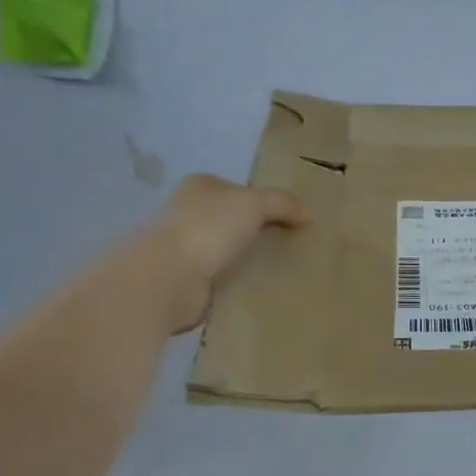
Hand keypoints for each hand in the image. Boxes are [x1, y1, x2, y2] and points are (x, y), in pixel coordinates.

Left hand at [145, 174, 308, 331]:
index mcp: (200, 186)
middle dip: (256, 231)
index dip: (264, 201)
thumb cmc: (208, 228)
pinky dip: (235, 282)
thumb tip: (308, 215)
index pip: (238, 189)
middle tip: (290, 245)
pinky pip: (220, 278)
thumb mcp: (254, 204)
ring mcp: (182, 247)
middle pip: (232, 219)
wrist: (166, 279)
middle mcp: (186, 212)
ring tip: (279, 269)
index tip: (290, 220)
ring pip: (226, 249)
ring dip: (246, 259)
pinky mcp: (184, 280)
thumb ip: (283, 203)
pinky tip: (257, 289)